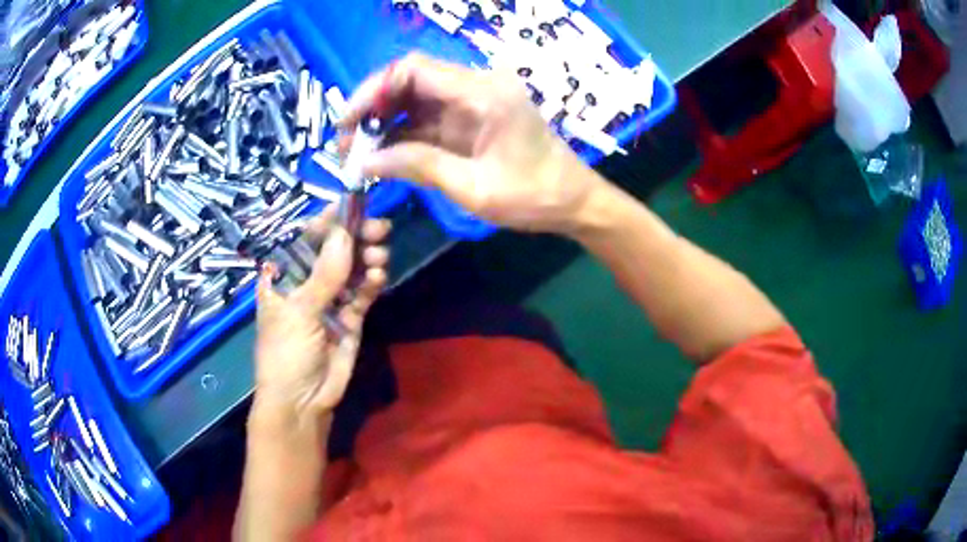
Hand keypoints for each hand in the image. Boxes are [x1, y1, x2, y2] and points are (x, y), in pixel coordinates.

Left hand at [254, 208, 389, 421]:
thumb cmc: (285, 354)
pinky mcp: (350, 317)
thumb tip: (345, 232)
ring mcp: (330, 299)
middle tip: (379, 229)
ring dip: (367, 258)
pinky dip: (372, 283)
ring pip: (352, 269)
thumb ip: (325, 274)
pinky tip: (378, 278)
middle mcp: (307, 282)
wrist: (302, 402)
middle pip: (334, 250)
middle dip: (355, 238)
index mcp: (284, 276)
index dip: (328, 221)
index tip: (353, 205)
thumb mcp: (299, 312)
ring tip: (379, 256)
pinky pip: (363, 292)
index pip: (305, 238)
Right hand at [341, 53, 603, 234]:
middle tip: (347, 143)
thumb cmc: (534, 197)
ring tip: (358, 153)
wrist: (574, 202)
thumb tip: (363, 162)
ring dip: (384, 121)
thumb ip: (418, 166)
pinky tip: (383, 154)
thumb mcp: (473, 187)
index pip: (414, 69)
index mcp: (483, 93)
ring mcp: (474, 100)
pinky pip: (428, 116)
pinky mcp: (472, 117)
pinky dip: (403, 133)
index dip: (373, 90)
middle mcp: (477, 86)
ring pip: (415, 98)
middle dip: (373, 107)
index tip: (348, 122)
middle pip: (411, 79)